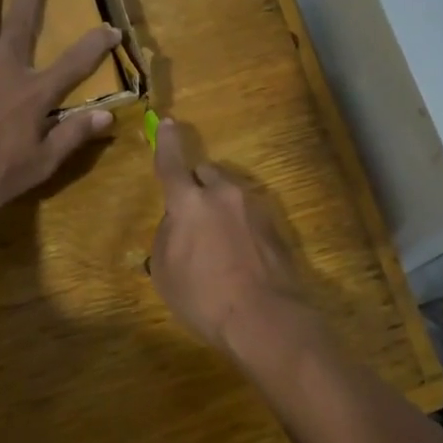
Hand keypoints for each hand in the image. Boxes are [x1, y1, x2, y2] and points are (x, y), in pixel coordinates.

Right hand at [149, 118, 317, 358]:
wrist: (265, 318)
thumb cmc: (204, 297)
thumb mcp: (165, 272)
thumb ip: (167, 236)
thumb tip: (177, 224)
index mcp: (190, 203)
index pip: (172, 163)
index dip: (168, 143)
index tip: (168, 123)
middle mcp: (224, 195)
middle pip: (206, 174)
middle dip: (196, 186)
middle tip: (191, 217)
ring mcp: (255, 208)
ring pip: (230, 194)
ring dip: (220, 207)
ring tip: (217, 244)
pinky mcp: (277, 226)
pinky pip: (249, 215)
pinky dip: (240, 226)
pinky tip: (239, 256)